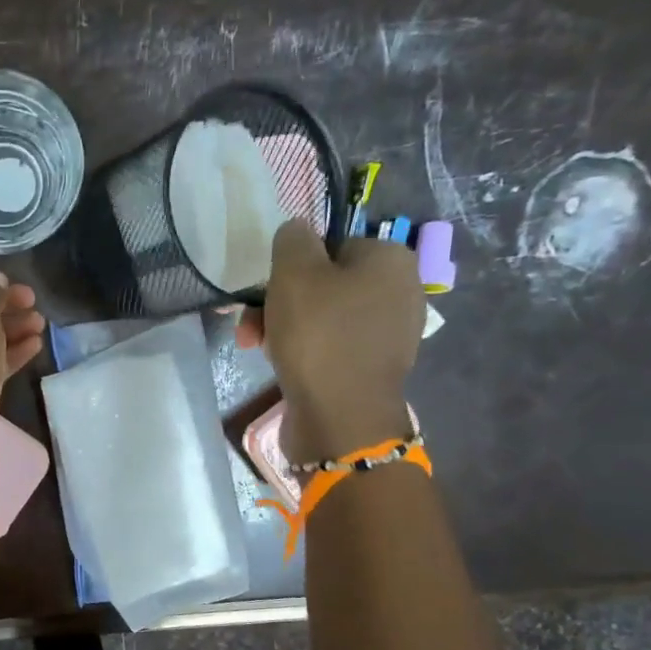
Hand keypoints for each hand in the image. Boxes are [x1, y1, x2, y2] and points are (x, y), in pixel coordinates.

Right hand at [236, 221, 422, 462]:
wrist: (340, 418)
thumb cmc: (319, 336)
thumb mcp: (295, 273)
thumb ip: (292, 239)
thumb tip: (297, 231)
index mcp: (391, 260)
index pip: (331, 245)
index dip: (291, 267)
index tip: (264, 290)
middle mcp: (400, 292)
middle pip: (325, 284)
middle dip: (280, 302)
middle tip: (250, 325)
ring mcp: (388, 334)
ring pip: (323, 318)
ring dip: (284, 328)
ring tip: (255, 347)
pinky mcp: (372, 369)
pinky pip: (331, 347)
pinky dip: (305, 351)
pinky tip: (281, 364)